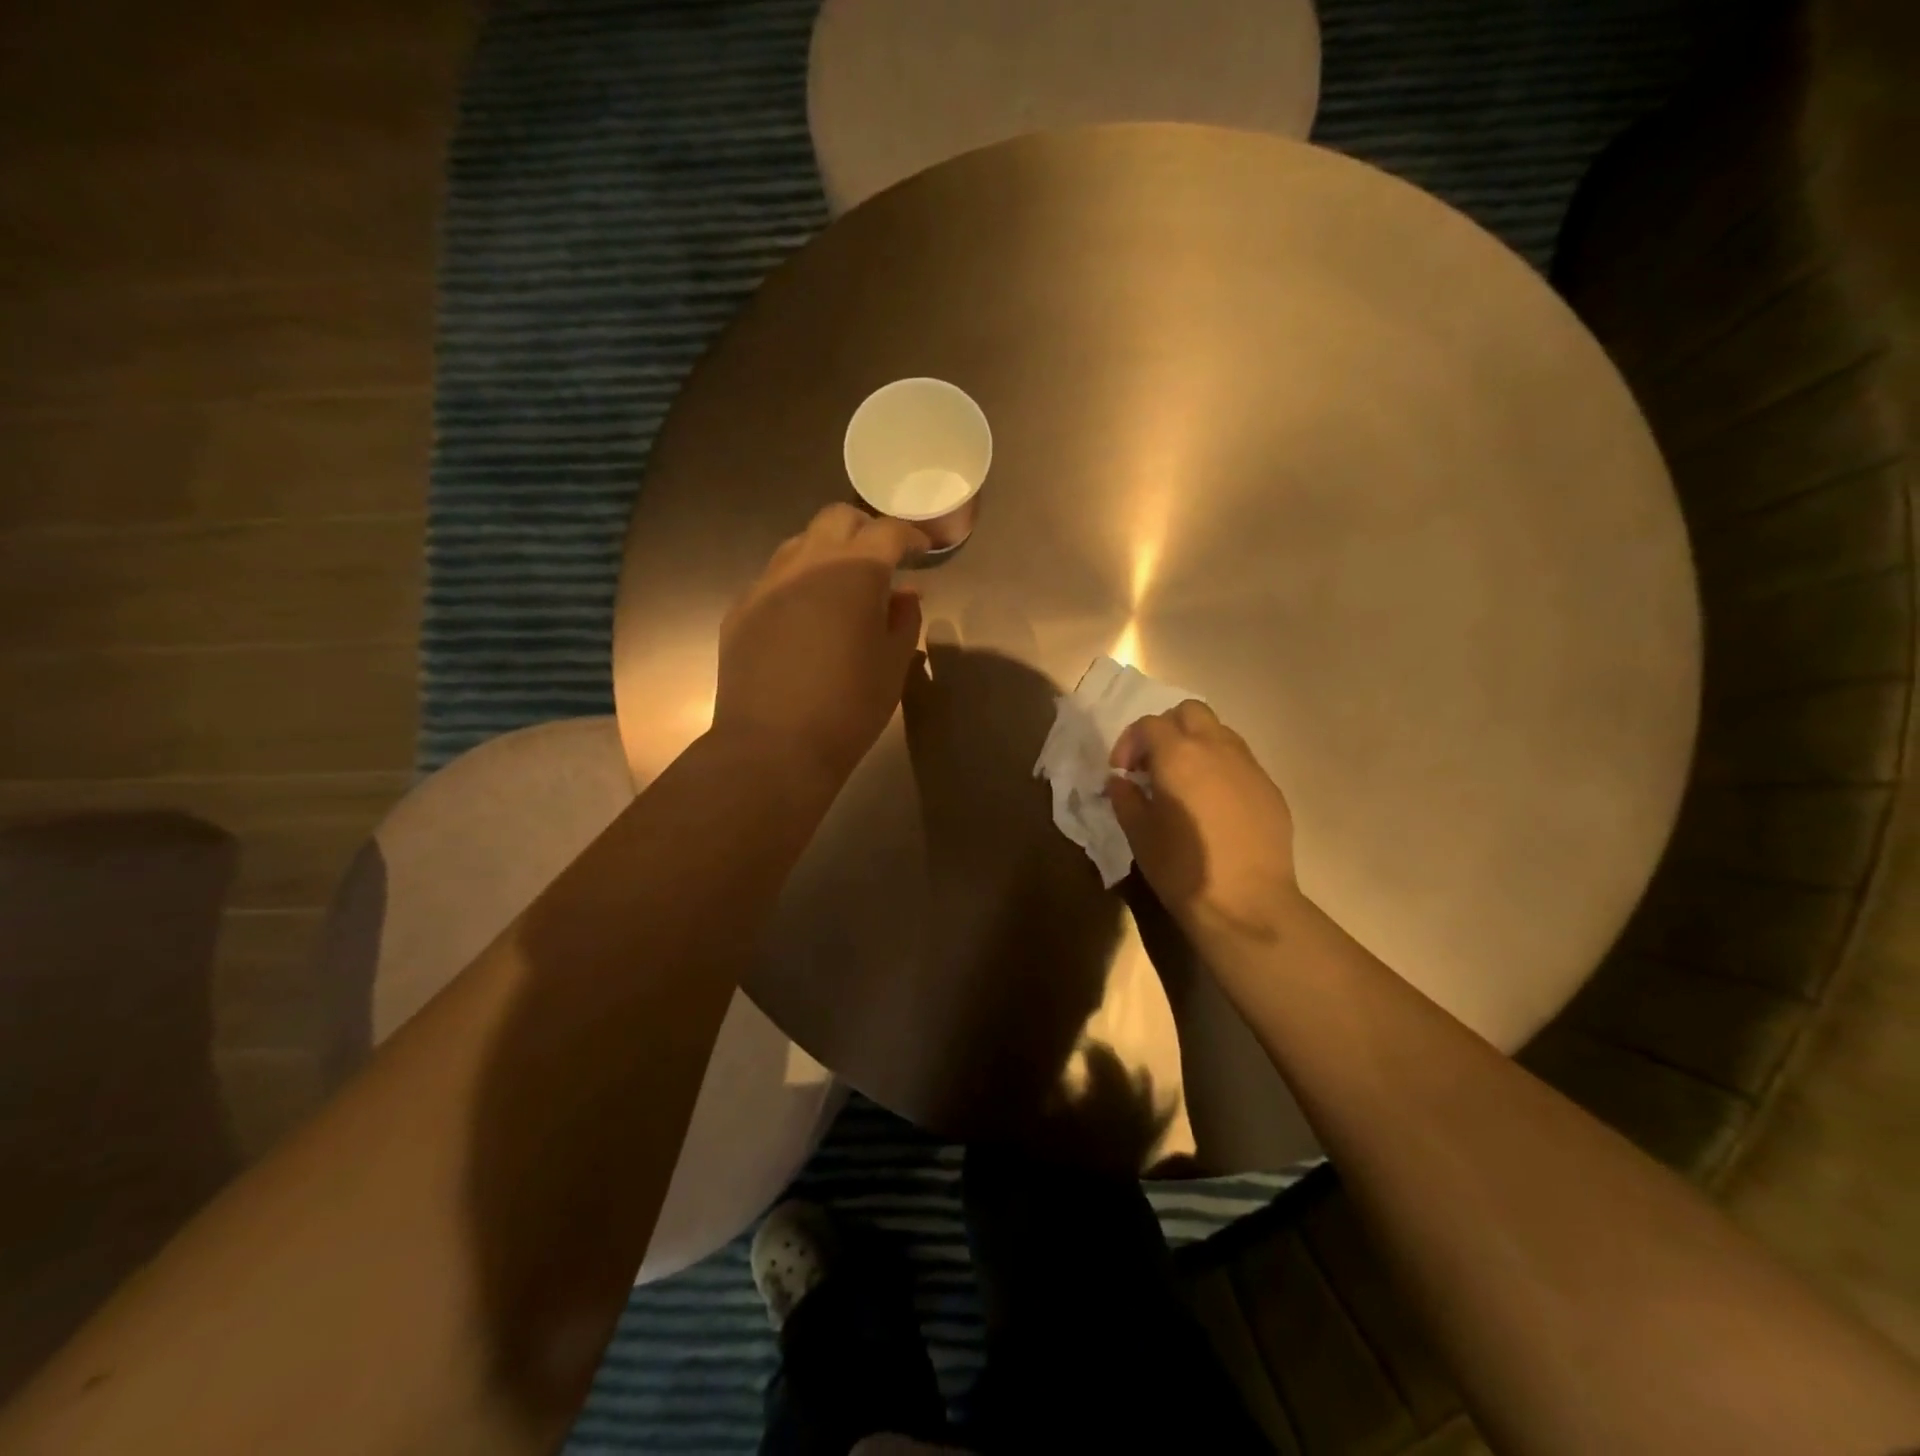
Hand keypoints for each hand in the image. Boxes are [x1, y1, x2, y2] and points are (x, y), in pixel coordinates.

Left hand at [713, 504, 927, 783]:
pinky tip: (805, 620)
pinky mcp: (741, 610)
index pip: (887, 532)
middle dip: (864, 531)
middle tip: (882, 561)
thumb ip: (903, 620)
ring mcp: (767, 584)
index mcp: (853, 572)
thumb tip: (904, 594)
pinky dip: (797, 585)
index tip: (922, 551)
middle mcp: (806, 563)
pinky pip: (774, 580)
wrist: (773, 747)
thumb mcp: (893, 665)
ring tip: (842, 588)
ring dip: (826, 554)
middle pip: (837, 519)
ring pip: (799, 544)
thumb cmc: (848, 708)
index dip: (910, 536)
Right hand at [1106, 702, 1301, 946]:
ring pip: (1220, 732)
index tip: (1123, 772)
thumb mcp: (1139, 835)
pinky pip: (1241, 762)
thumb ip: (1125, 798)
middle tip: (1154, 765)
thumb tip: (1121, 781)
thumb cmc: (1183, 869)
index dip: (1129, 742)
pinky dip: (1221, 768)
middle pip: (1190, 712)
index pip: (1149, 724)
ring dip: (1197, 745)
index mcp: (1178, 755)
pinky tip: (1215, 805)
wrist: (1248, 904)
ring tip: (1186, 782)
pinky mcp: (1270, 789)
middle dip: (1167, 730)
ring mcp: (1249, 766)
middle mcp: (1217, 748)